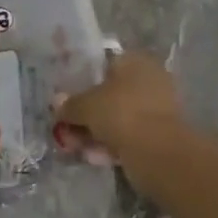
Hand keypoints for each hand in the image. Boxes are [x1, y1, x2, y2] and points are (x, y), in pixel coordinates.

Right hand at [53, 50, 185, 167]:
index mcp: (135, 60)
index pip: (104, 64)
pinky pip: (129, 135)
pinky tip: (94, 158)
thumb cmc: (121, 113)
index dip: (83, 80)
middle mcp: (149, 78)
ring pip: (119, 117)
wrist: (158, 153)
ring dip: (97, 131)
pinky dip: (112, 144)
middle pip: (110, 93)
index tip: (67, 99)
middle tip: (67, 128)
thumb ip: (70, 104)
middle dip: (88, 112)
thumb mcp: (86, 106)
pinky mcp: (160, 134)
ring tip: (75, 148)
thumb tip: (57, 103)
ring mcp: (157, 107)